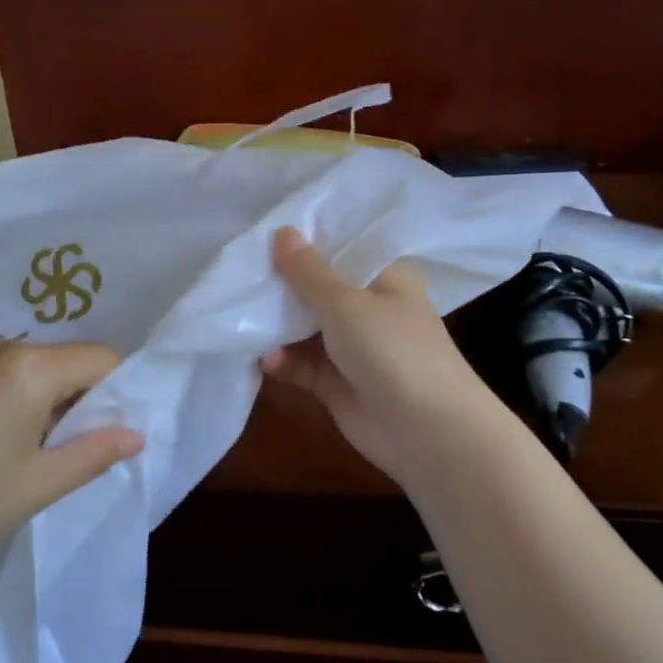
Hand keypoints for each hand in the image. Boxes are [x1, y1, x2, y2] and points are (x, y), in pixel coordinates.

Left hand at [0, 338, 141, 586]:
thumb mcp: (37, 487)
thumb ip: (93, 454)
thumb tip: (133, 433)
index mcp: (27, 367)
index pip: (100, 358)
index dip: (113, 393)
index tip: (97, 437)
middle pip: (58, 361)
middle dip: (70, 401)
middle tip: (52, 457)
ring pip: (21, 370)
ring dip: (32, 403)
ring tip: (7, 458)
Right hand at [260, 227, 511, 488]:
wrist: (427, 432)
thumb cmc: (393, 351)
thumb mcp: (346, 303)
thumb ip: (308, 272)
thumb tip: (282, 231)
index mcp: (384, 276)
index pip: (340, 247)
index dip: (303, 239)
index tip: (260, 230)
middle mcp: (368, 306)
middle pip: (316, 286)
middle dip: (280, 282)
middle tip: (236, 271)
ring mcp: (351, 345)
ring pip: (303, 326)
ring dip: (274, 324)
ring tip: (240, 318)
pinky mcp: (335, 380)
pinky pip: (300, 362)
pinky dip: (281, 360)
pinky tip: (263, 360)